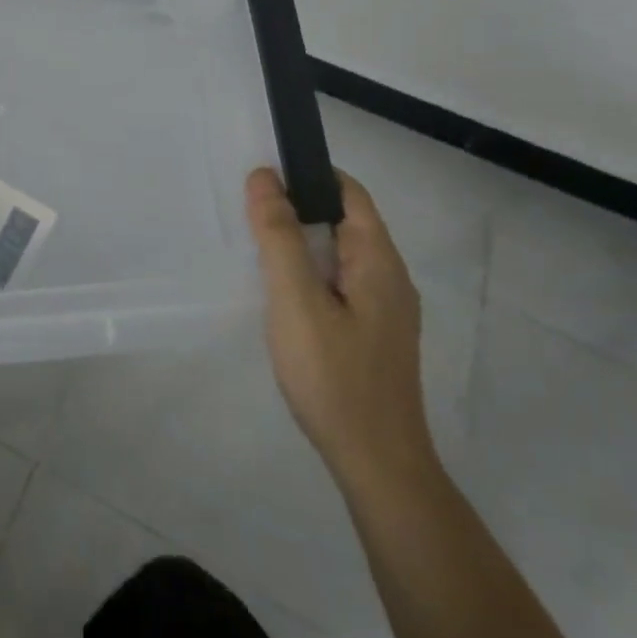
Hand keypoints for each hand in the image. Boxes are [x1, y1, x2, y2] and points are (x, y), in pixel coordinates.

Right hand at [246, 167, 439, 497]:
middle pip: (343, 221)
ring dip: (300, 241)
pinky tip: (279, 292)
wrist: (377, 465)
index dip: (309, 173)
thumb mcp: (296, 300)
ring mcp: (383, 310)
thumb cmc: (334, 376)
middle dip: (297, 206)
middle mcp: (389, 278)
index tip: (264, 172)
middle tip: (247, 208)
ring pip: (338, 254)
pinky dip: (307, 271)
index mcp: (378, 261)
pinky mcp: (371, 335)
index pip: (349, 193)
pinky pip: (337, 283)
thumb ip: (278, 236)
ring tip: (255, 244)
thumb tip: (264, 177)